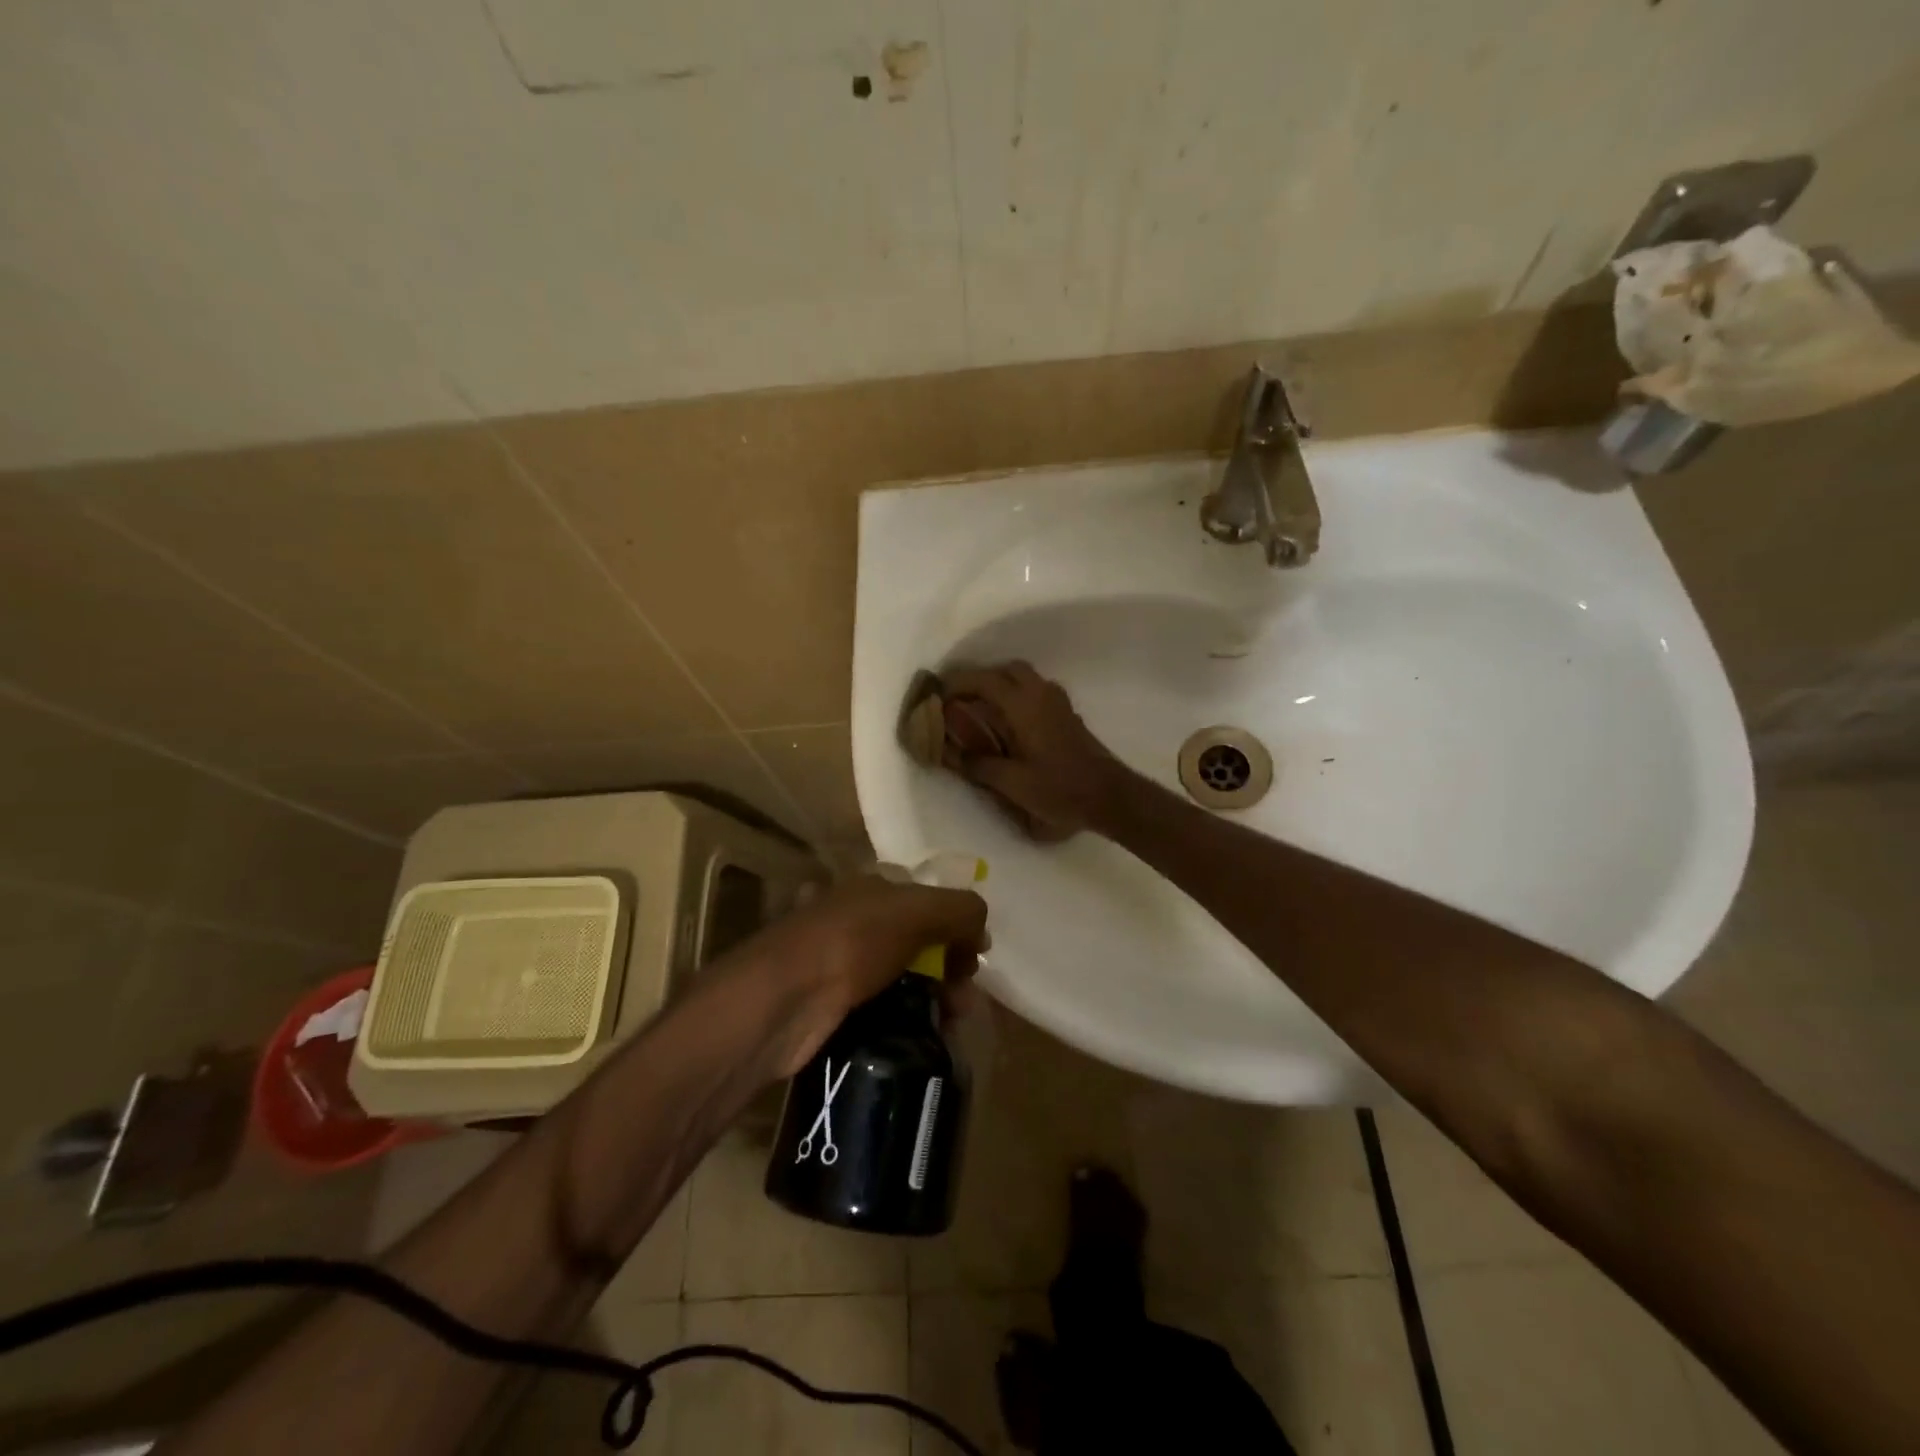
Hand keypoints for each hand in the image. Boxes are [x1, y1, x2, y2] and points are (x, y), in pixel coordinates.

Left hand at [738, 875, 987, 1076]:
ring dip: (932, 996)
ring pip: (901, 975)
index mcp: (872, 887)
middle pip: (917, 939)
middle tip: (963, 1000)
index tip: (974, 957)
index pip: (927, 898)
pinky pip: (881, 1006)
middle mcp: (855, 917)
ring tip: (950, 1025)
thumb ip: (959, 910)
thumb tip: (981, 926)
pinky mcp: (831, 1003)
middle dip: (948, 966)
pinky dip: (905, 1019)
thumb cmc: (853, 942)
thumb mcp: (917, 911)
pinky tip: (922, 1036)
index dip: (956, 923)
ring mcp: (839, 961)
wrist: (783, 1000)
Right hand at [940, 662, 1131, 839]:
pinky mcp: (1067, 715)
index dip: (957, 684)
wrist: (1109, 796)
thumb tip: (950, 754)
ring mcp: (1058, 703)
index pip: (983, 680)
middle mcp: (1041, 694)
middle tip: (959, 700)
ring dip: (1000, 687)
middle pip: (1006, 670)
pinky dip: (1016, 697)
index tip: (937, 696)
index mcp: (1024, 705)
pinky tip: (1008, 724)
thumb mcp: (1012, 782)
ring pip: (1023, 679)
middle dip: (980, 680)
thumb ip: (978, 764)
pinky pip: (1035, 692)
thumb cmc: (1059, 789)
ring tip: (979, 711)